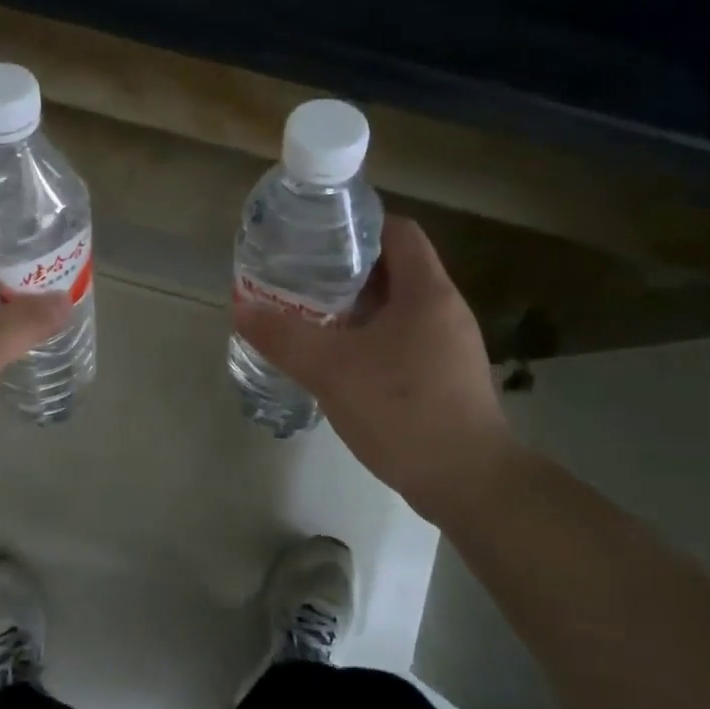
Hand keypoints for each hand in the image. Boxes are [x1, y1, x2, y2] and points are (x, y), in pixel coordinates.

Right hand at [231, 215, 514, 520]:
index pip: (398, 231)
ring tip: (310, 315)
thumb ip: (283, 336)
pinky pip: (402, 337)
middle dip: (345, 269)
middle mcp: (444, 309)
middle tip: (301, 277)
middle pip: (394, 268)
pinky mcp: (445, 375)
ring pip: (396, 306)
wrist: (468, 483)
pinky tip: (338, 359)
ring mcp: (449, 344)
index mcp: (426, 292)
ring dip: (355, 306)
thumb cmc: (402, 410)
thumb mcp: (331, 370)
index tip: (315, 237)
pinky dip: (369, 337)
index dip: (357, 225)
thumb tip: (241, 307)